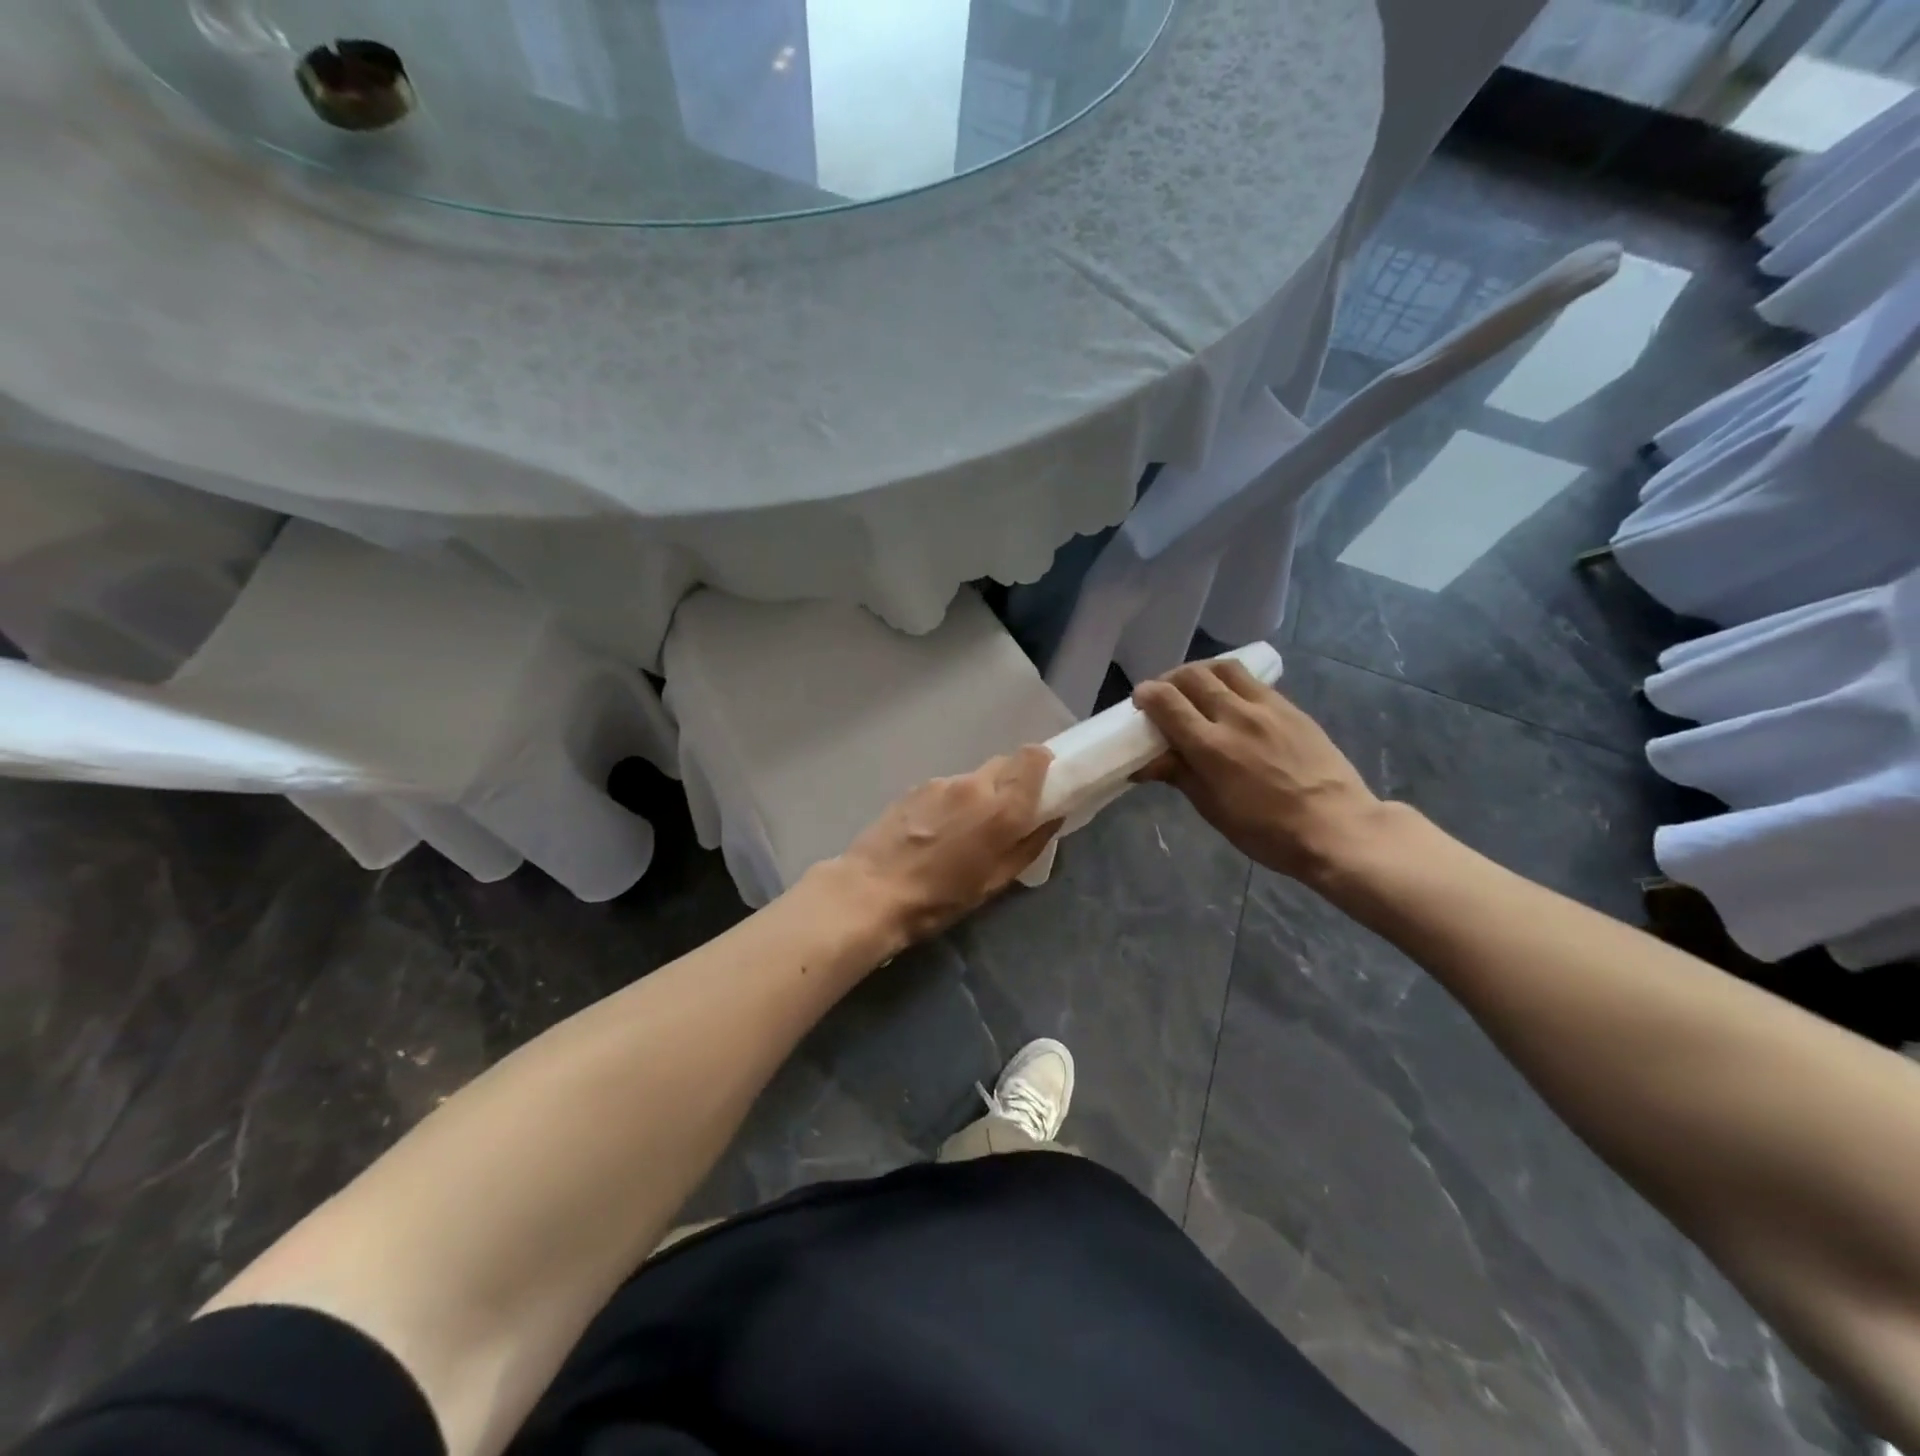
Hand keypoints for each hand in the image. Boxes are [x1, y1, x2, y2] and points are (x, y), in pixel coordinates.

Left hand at [835, 746, 1061, 949]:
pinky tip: (937, 832)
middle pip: (1005, 763)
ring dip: (981, 795)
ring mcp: (941, 783)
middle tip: (1007, 815)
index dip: (1043, 765)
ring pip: (975, 777)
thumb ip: (1029, 844)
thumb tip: (1052, 817)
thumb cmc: (940, 898)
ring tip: (965, 831)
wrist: (871, 892)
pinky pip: (948, 787)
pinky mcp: (916, 787)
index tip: (1044, 785)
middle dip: (1013, 782)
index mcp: (1001, 808)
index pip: (1033, 757)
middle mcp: (974, 784)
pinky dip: (954, 802)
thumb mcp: (995, 882)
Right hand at [1133, 660, 1386, 882]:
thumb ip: (1179, 775)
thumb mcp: (1213, 808)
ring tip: (1194, 688)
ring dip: (1199, 672)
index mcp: (1210, 746)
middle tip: (1163, 697)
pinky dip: (1229, 680)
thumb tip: (1143, 762)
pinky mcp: (1289, 707)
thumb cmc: (1266, 830)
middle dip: (1168, 681)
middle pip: (1191, 676)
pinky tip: (1229, 698)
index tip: (1139, 703)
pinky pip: (1251, 680)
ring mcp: (1266, 707)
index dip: (1146, 696)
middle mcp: (1235, 716)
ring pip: (1223, 668)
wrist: (1336, 827)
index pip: (1166, 701)